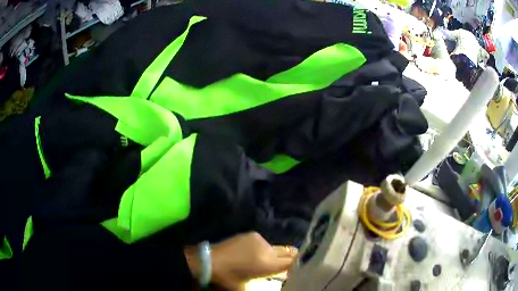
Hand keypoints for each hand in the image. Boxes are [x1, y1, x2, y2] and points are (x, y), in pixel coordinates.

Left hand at [186, 232, 297, 289]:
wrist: (210, 260)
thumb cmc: (228, 278)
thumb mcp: (247, 287)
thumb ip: (267, 283)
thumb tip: (281, 277)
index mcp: (268, 265)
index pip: (293, 262)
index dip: (299, 265)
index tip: (299, 268)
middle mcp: (267, 250)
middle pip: (289, 252)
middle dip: (291, 258)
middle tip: (288, 265)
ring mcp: (259, 240)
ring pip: (276, 248)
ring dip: (274, 255)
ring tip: (263, 262)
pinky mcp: (251, 235)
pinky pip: (264, 243)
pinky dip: (263, 249)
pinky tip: (252, 254)